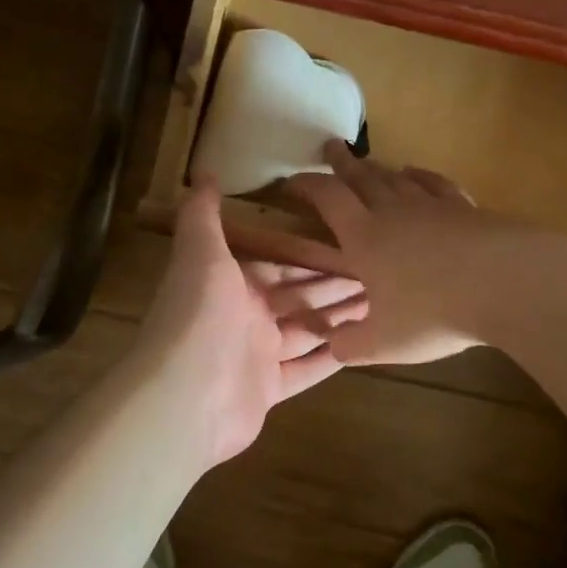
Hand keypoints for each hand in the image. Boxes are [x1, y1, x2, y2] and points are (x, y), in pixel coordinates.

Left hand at [132, 179, 366, 466]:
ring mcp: (257, 356)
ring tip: (382, 303)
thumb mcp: (200, 254)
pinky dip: (330, 357)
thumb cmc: (199, 316)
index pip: (281, 264)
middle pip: (299, 297)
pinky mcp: (268, 390)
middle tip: (379, 274)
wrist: (184, 396)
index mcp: (232, 283)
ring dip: (339, 318)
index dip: (314, 255)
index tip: (351, 242)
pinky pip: (306, 370)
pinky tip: (362, 345)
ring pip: (306, 331)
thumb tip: (203, 171)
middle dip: (334, 286)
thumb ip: (202, 214)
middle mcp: (245, 316)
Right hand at [286, 142, 535, 366]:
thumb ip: (349, 345)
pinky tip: (416, 174)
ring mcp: (432, 206)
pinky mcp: (466, 208)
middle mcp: (394, 213)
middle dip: (342, 162)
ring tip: (367, 161)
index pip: (328, 199)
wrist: (506, 284)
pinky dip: (420, 176)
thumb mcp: (382, 343)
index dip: (306, 186)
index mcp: (365, 238)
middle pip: (362, 177)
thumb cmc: (434, 314)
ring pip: (397, 178)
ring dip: (378, 168)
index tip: (289, 182)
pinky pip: (435, 184)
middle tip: (331, 146)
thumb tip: (330, 345)